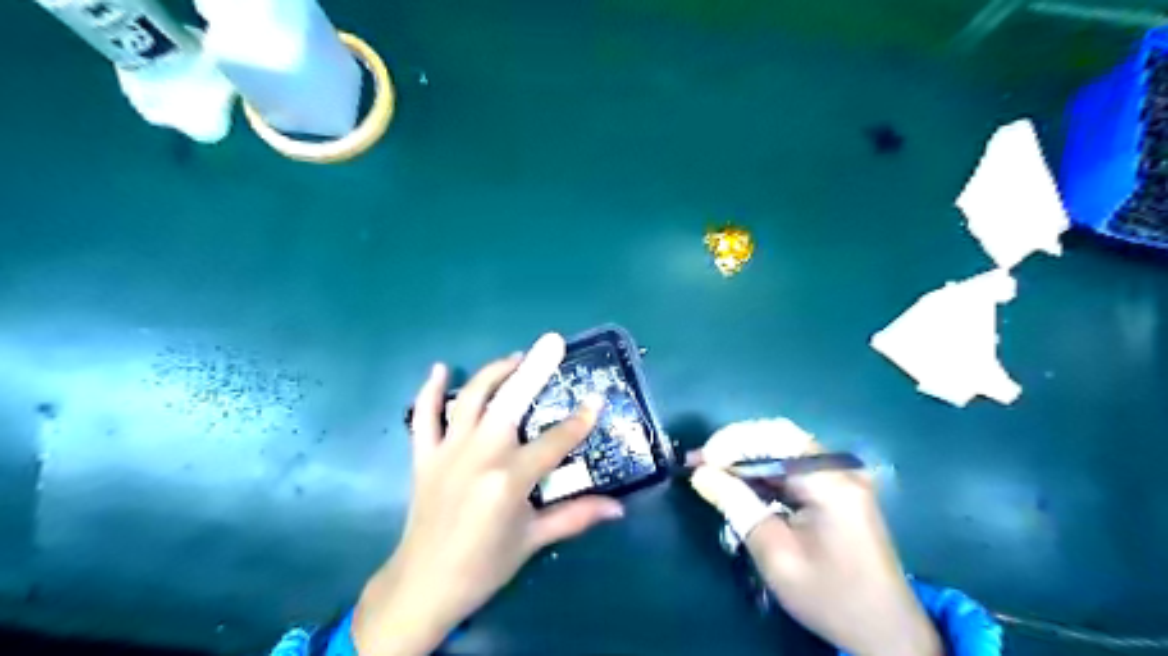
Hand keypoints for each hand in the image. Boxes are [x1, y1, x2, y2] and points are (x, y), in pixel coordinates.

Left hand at [352, 332, 630, 655]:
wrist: (423, 586)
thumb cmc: (484, 566)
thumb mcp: (533, 541)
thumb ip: (576, 517)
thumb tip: (619, 509)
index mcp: (510, 479)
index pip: (555, 441)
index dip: (579, 421)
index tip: (597, 400)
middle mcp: (480, 455)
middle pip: (511, 401)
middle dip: (535, 369)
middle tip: (552, 342)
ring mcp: (448, 451)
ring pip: (472, 398)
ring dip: (495, 372)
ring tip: (516, 357)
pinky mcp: (424, 456)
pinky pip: (424, 416)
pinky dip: (430, 390)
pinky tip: (441, 369)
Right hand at [686, 420, 942, 654]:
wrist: (887, 631)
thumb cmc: (830, 597)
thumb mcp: (776, 555)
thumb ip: (737, 506)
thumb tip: (701, 474)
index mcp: (830, 482)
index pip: (774, 439)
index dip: (731, 442)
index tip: (699, 460)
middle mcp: (840, 469)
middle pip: (779, 438)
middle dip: (735, 447)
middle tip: (700, 462)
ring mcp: (843, 477)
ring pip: (784, 450)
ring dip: (746, 458)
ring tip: (711, 471)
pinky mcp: (839, 489)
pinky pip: (794, 467)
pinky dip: (764, 472)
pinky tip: (741, 484)